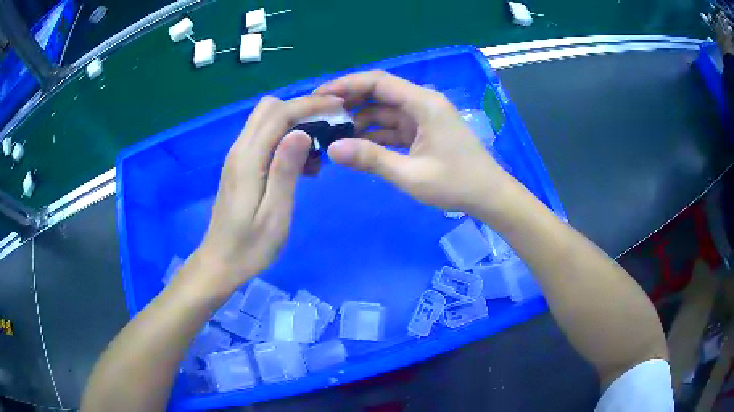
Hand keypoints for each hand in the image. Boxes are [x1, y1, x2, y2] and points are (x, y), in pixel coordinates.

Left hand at [194, 95, 343, 289]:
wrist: (220, 262)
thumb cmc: (251, 246)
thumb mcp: (275, 213)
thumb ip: (285, 170)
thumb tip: (301, 132)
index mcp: (249, 159)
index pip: (280, 114)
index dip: (310, 105)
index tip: (339, 106)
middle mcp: (240, 150)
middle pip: (269, 108)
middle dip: (301, 108)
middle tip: (328, 128)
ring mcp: (237, 157)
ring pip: (266, 120)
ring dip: (293, 123)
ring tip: (317, 154)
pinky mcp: (239, 166)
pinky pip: (264, 137)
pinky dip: (284, 138)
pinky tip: (299, 166)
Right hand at [315, 70, 511, 216]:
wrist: (489, 196)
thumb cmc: (457, 184)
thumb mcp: (411, 175)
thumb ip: (371, 159)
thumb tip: (332, 149)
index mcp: (424, 104)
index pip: (379, 82)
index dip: (347, 85)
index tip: (320, 95)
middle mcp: (423, 103)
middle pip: (380, 93)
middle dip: (350, 101)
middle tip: (320, 115)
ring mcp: (423, 118)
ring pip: (384, 111)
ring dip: (360, 120)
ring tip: (331, 132)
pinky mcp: (423, 132)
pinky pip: (393, 126)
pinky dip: (374, 133)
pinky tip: (355, 144)